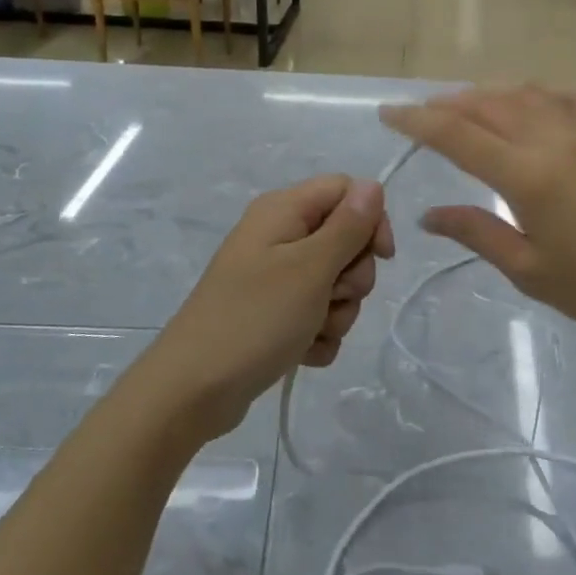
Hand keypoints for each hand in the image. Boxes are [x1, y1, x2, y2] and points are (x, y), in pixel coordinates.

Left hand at [135, 176, 394, 442]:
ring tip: (312, 331)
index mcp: (283, 210)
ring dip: (337, 312)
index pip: (346, 190)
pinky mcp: (273, 313)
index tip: (381, 257)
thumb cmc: (255, 318)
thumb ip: (347, 226)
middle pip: (345, 239)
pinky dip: (318, 334)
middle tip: (331, 297)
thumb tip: (374, 185)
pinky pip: (317, 314)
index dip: (370, 219)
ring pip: (335, 282)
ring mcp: (275, 277)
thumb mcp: (309, 269)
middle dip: (352, 275)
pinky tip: (302, 352)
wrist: (194, 388)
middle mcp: (279, 235)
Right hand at [380, 87, 575, 346]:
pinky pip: (569, 97)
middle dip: (446, 104)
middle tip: (420, 114)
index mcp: (527, 174)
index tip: (388, 113)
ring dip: (487, 93)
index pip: (457, 135)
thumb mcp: (530, 270)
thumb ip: (478, 232)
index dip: (417, 121)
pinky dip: (540, 92)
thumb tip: (429, 215)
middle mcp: (552, 139)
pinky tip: (534, 102)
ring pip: (525, 93)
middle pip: (487, 104)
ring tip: (466, 105)